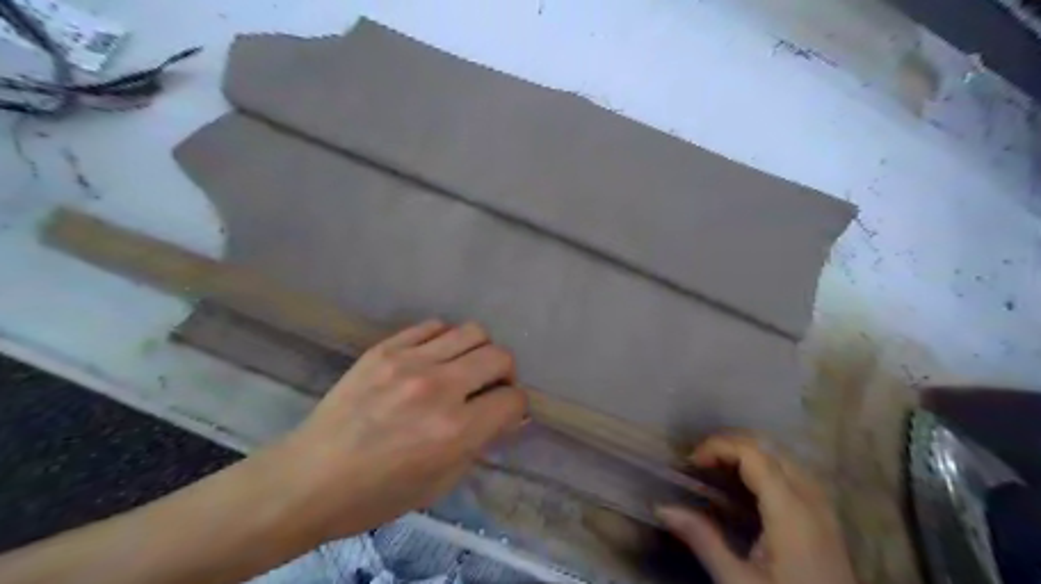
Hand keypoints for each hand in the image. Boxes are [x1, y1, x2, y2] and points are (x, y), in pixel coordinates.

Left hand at [269, 322, 524, 539]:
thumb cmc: (377, 494)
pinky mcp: (385, 349)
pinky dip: (445, 340)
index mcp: (455, 430)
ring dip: (478, 351)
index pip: (513, 399)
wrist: (310, 478)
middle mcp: (439, 388)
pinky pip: (433, 326)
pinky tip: (434, 359)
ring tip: (463, 368)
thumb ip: (480, 443)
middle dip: (506, 374)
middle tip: (490, 387)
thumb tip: (505, 415)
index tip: (506, 413)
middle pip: (499, 356)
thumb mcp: (441, 483)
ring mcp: (410, 362)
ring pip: (472, 331)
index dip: (516, 407)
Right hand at [653, 433, 857, 583]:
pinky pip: (795, 475)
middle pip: (771, 449)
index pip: (753, 454)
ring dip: (750, 454)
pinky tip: (749, 488)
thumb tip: (663, 508)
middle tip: (701, 462)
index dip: (719, 446)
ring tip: (719, 469)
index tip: (691, 462)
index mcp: (791, 511)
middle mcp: (812, 501)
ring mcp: (824, 510)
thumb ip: (703, 540)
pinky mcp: (827, 523)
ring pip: (785, 458)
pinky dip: (767, 468)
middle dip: (732, 445)